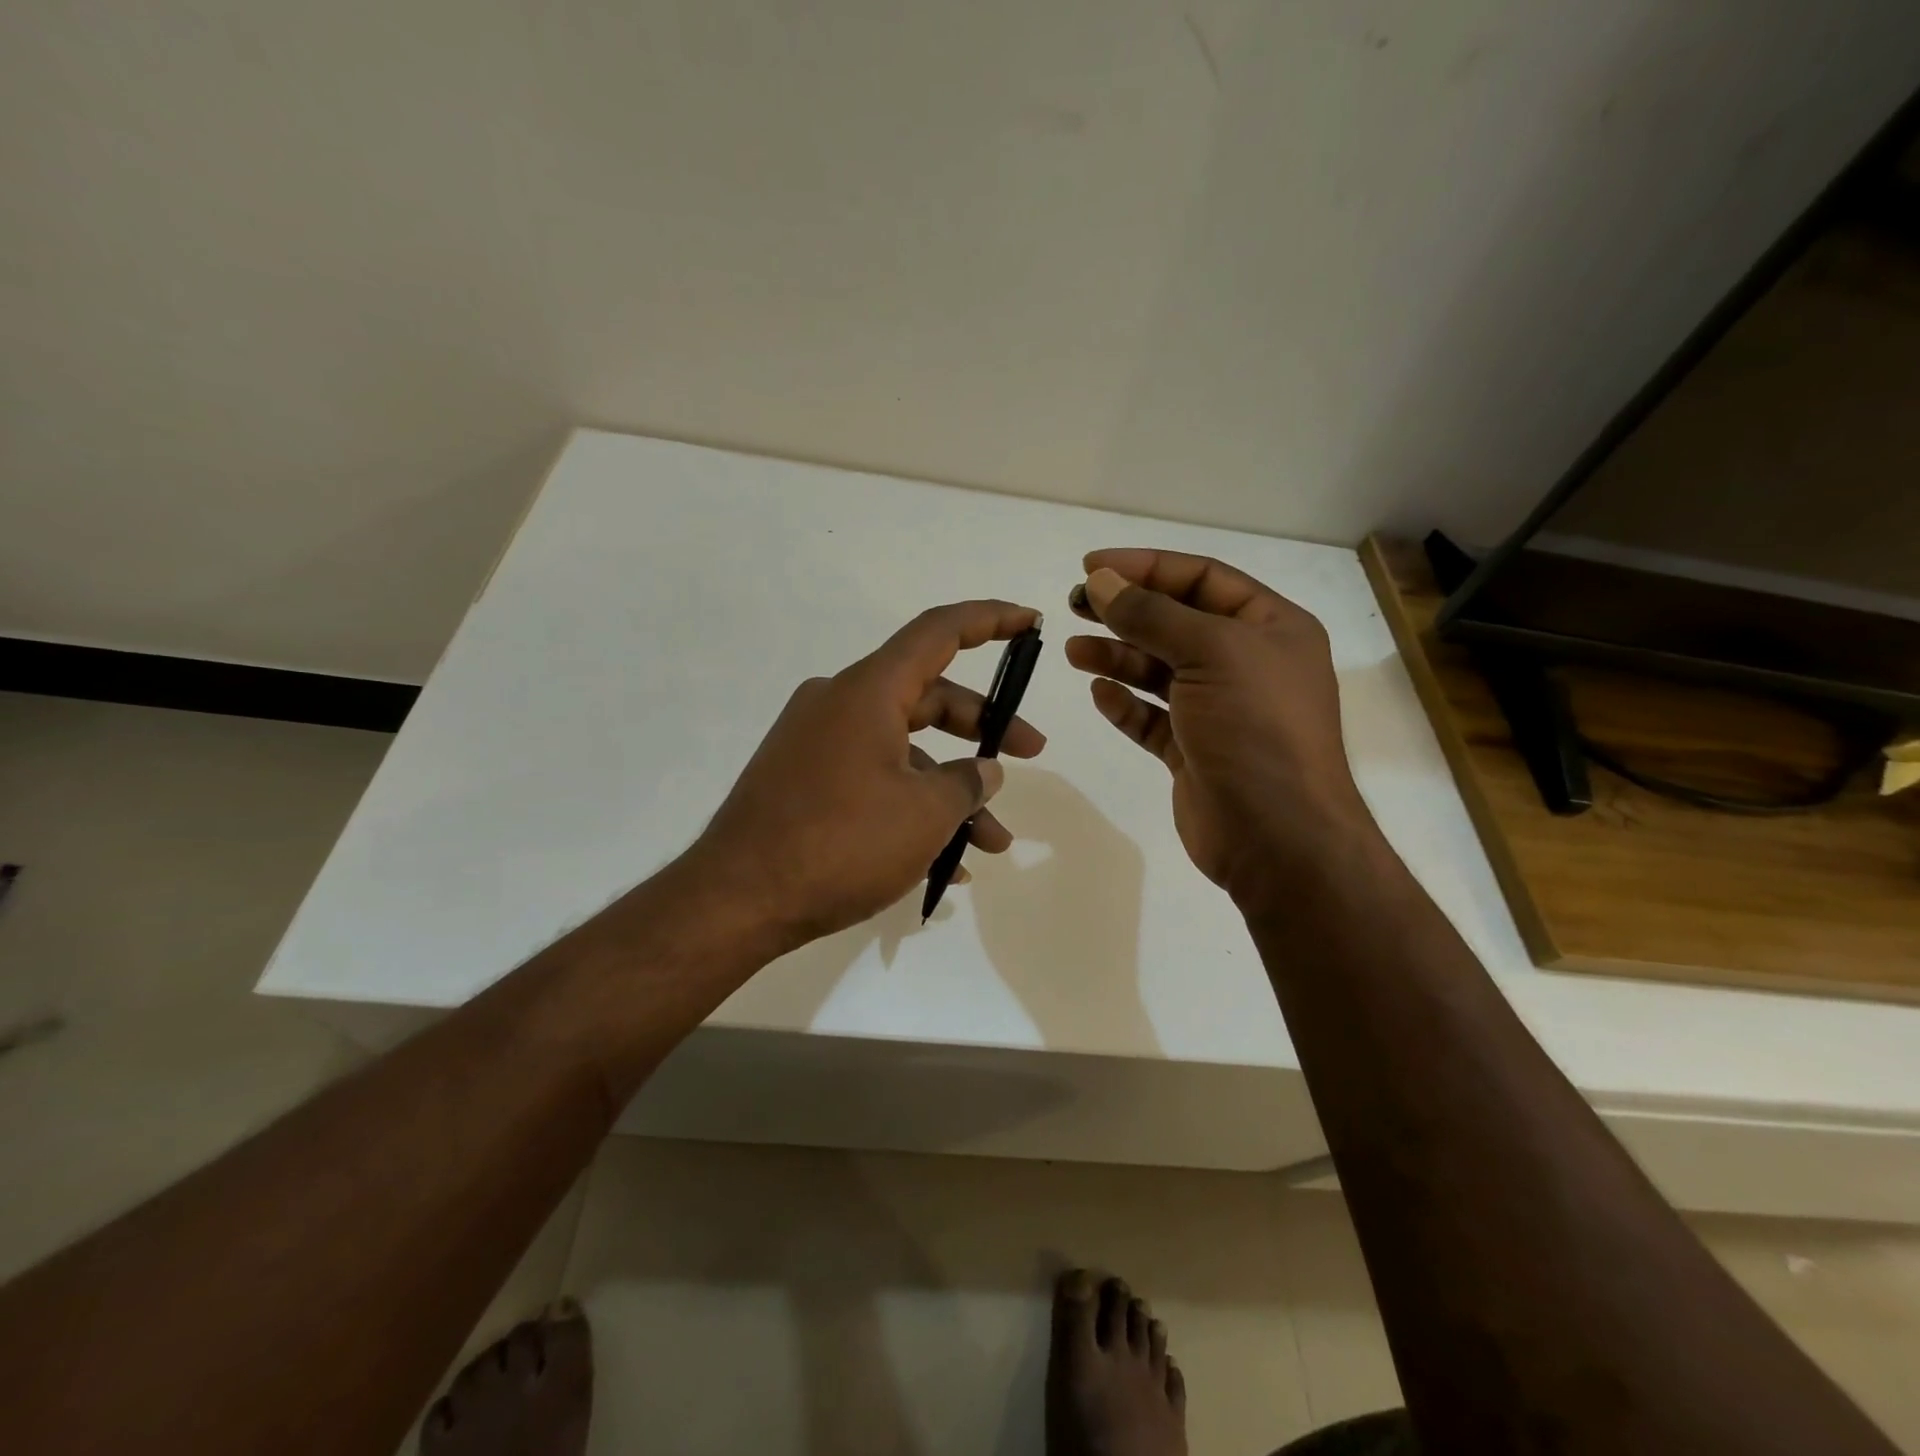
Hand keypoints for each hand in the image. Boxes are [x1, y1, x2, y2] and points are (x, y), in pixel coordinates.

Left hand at [688, 601, 1045, 951]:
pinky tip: (942, 864)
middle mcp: (840, 704)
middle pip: (928, 698)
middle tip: (1029, 756)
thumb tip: (985, 771)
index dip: (989, 620)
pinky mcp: (804, 782)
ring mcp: (818, 744)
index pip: (938, 632)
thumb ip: (967, 783)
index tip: (1029, 620)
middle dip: (984, 730)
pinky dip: (911, 809)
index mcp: (868, 691)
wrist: (737, 900)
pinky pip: (873, 781)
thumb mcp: (924, 814)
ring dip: (950, 791)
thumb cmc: (840, 843)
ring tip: (992, 842)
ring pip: (904, 751)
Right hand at [1064, 549, 1373, 903]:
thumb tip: (1103, 581)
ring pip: (1160, 670)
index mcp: (1270, 628)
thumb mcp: (1210, 654)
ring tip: (1074, 650)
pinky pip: (1153, 718)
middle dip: (1126, 610)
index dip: (1147, 566)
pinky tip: (1099, 693)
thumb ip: (1152, 615)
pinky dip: (1126, 704)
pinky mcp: (1194, 751)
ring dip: (1118, 656)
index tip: (1093, 567)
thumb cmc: (1256, 729)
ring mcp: (1220, 710)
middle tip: (1075, 604)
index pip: (1202, 578)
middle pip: (1177, 622)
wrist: (1279, 837)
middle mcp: (1247, 663)